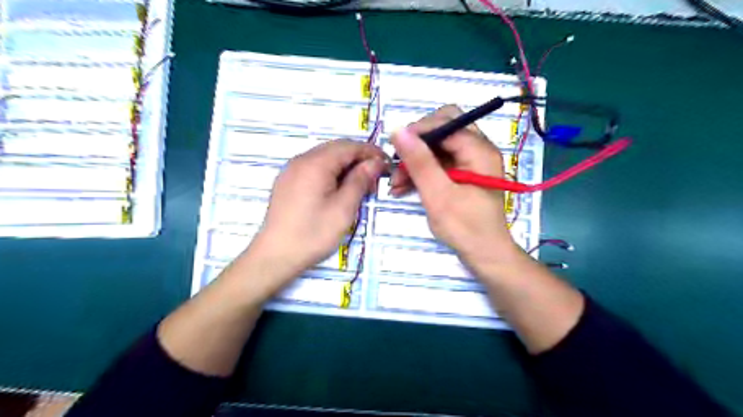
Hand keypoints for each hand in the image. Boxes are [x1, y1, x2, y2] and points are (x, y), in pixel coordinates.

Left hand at [249, 140, 389, 286]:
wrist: (276, 255)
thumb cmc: (313, 233)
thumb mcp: (343, 208)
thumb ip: (360, 180)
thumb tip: (375, 162)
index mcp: (315, 163)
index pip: (348, 146)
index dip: (370, 152)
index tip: (387, 164)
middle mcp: (301, 160)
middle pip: (336, 149)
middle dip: (358, 159)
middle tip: (374, 179)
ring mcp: (291, 170)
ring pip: (325, 158)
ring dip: (345, 166)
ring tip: (359, 186)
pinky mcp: (287, 182)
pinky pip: (313, 168)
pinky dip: (331, 172)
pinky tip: (338, 189)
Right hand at [391, 105, 516, 269]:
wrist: (485, 255)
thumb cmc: (465, 228)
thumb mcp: (439, 195)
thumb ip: (420, 162)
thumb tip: (398, 130)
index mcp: (479, 151)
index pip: (447, 122)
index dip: (419, 131)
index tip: (395, 149)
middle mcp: (478, 150)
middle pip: (442, 131)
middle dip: (416, 145)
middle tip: (397, 163)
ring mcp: (470, 163)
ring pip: (437, 148)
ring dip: (415, 161)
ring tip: (396, 183)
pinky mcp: (462, 175)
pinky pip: (438, 164)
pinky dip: (421, 172)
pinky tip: (403, 187)